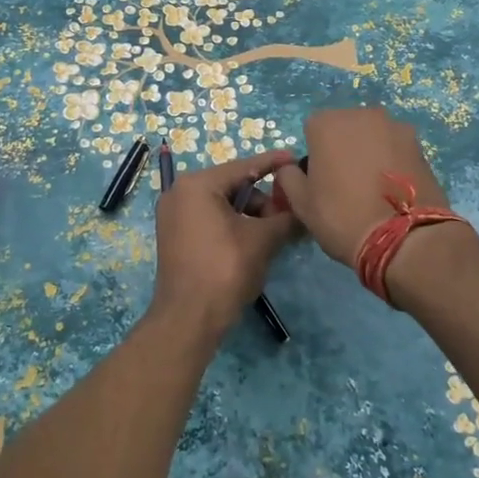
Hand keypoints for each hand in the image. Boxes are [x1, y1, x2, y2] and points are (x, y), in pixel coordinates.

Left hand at [150, 148, 298, 338]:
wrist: (188, 319)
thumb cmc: (225, 270)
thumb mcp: (262, 240)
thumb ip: (286, 218)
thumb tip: (304, 211)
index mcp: (197, 185)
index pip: (244, 167)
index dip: (273, 164)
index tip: (295, 158)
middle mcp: (179, 193)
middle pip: (233, 186)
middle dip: (263, 200)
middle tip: (288, 215)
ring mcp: (173, 216)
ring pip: (222, 205)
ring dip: (250, 216)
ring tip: (274, 235)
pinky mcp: (175, 237)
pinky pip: (210, 220)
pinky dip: (233, 226)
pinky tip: (254, 242)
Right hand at [271, 108, 455, 265]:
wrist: (404, 237)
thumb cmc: (342, 217)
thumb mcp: (301, 204)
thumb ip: (288, 177)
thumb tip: (290, 168)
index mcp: (327, 123)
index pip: (312, 131)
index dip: (314, 156)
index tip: (320, 181)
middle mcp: (361, 114)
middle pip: (345, 128)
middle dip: (343, 148)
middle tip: (346, 184)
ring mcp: (395, 126)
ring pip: (373, 136)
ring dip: (369, 152)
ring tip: (373, 188)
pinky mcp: (419, 144)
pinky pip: (395, 148)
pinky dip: (392, 161)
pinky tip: (393, 189)